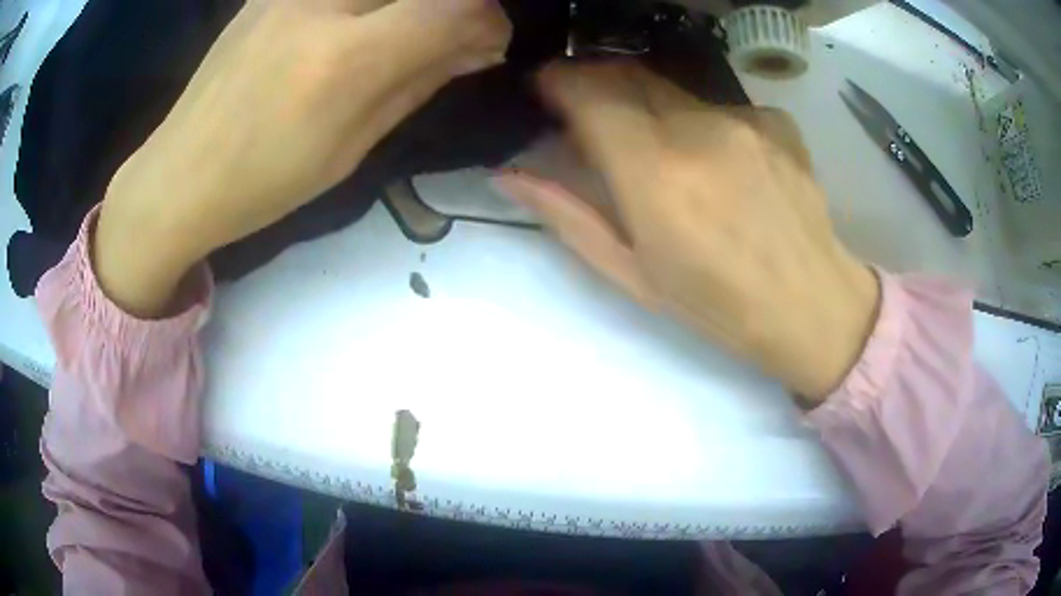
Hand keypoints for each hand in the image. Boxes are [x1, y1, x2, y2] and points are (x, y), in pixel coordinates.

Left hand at [95, 0, 510, 316]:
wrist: (179, 173)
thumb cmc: (264, 180)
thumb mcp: (352, 147)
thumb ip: (419, 82)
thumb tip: (478, 46)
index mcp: (345, 61)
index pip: (458, 8)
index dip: (490, 22)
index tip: (487, 43)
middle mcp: (322, 4)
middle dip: (457, 4)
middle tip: (450, 34)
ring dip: (411, 3)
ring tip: (396, 35)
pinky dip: (370, 1)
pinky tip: (357, 24)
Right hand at [494, 62, 879, 401]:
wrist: (812, 306)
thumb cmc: (719, 306)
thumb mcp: (632, 275)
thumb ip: (567, 215)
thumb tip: (509, 174)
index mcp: (655, 174)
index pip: (588, 92)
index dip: (558, 81)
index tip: (546, 90)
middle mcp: (699, 129)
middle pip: (627, 75)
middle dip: (596, 82)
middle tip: (591, 115)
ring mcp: (744, 119)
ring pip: (673, 87)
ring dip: (648, 103)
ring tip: (660, 148)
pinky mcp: (776, 121)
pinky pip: (719, 105)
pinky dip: (700, 120)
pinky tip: (719, 161)